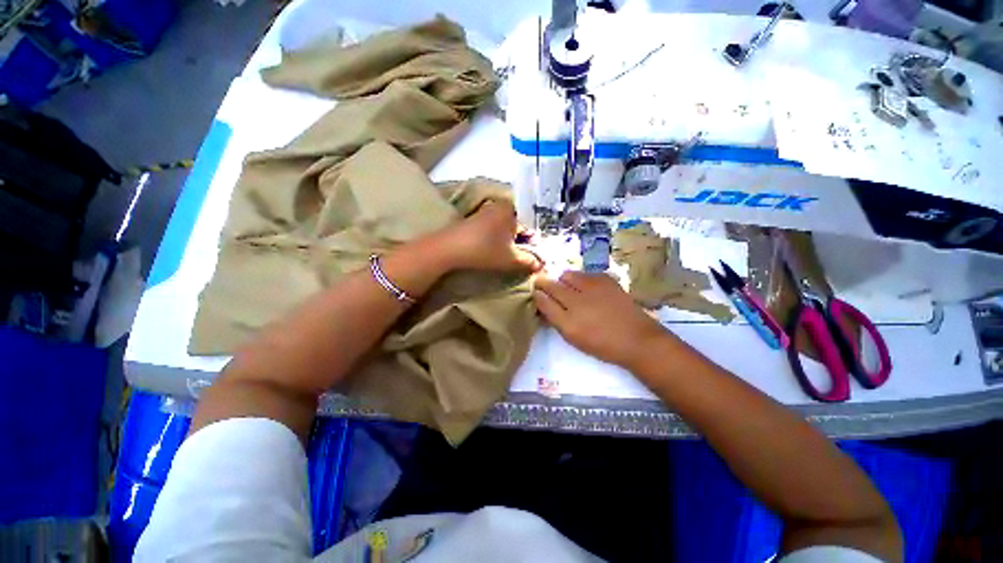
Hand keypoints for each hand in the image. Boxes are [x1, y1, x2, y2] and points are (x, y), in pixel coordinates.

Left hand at [439, 200, 542, 272]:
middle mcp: (501, 206)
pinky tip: (494, 250)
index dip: (534, 243)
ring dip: (510, 241)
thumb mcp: (511, 259)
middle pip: (519, 225)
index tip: (533, 256)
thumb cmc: (484, 251)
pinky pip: (495, 227)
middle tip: (521, 257)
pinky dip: (498, 238)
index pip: (532, 226)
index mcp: (512, 210)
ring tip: (508, 256)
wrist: (448, 249)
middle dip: (523, 242)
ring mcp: (486, 211)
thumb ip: (530, 261)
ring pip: (507, 227)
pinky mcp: (475, 219)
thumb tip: (542, 264)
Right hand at [534, 271, 669, 367]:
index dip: (536, 294)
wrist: (637, 339)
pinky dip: (581, 279)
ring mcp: (592, 287)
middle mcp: (577, 301)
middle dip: (543, 283)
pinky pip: (585, 273)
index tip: (534, 291)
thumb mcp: (574, 338)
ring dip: (563, 280)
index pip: (543, 300)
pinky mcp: (606, 280)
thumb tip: (543, 304)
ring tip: (568, 288)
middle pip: (552, 285)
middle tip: (542, 283)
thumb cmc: (603, 344)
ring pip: (567, 275)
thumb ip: (556, 320)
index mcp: (568, 321)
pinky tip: (587, 288)